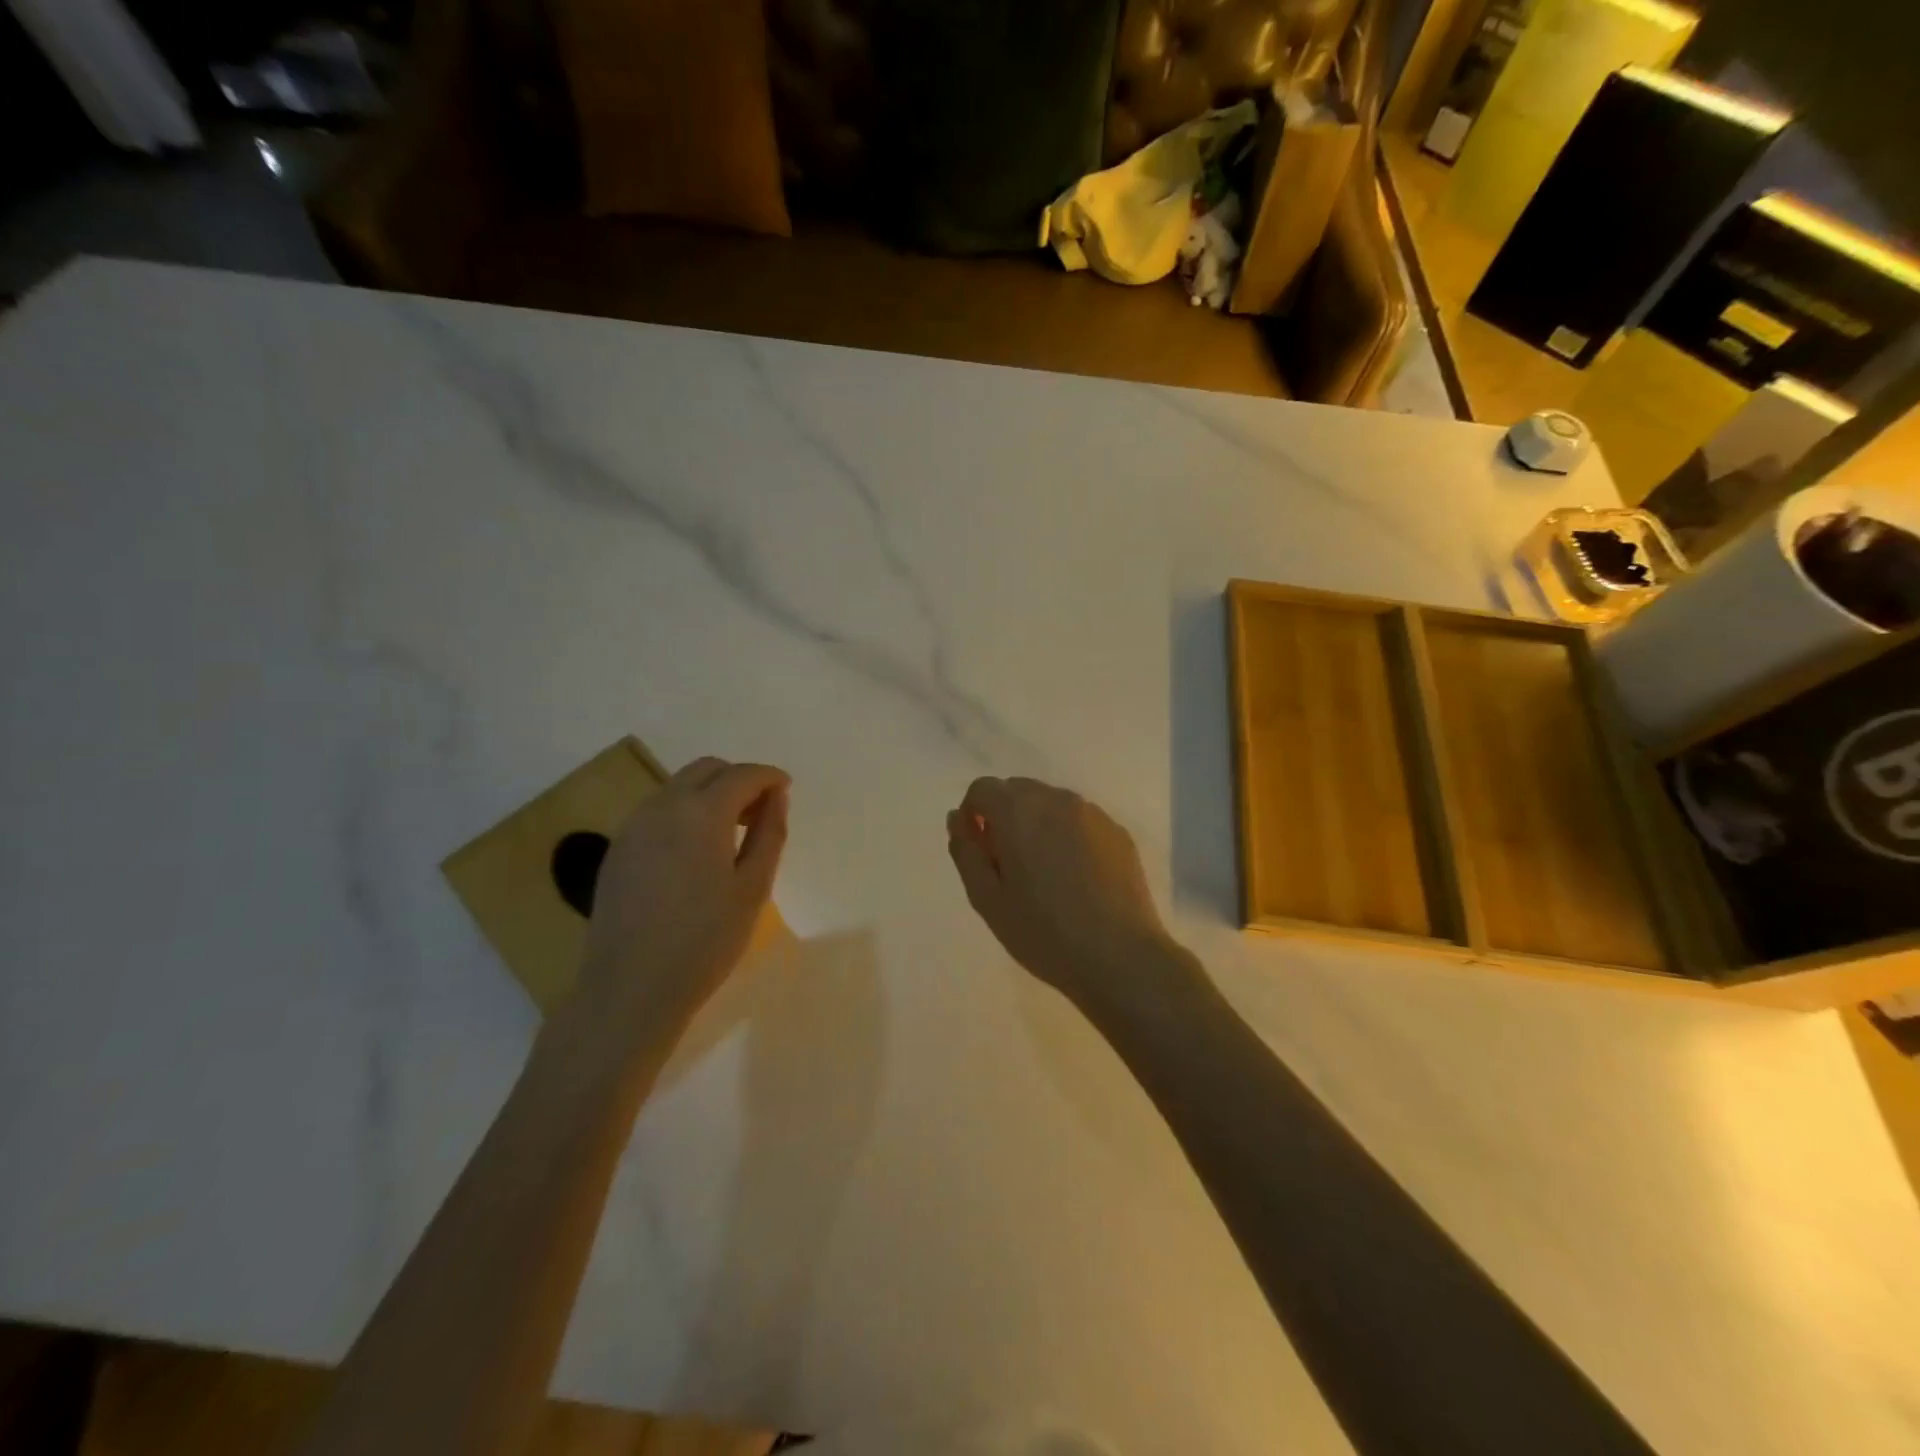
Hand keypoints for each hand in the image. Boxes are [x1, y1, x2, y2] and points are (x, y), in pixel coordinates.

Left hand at [575, 756, 788, 1030]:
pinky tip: (695, 852)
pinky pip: (658, 811)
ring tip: (731, 833)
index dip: (769, 777)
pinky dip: (684, 813)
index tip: (786, 789)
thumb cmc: (704, 942)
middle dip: (738, 779)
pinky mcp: (618, 849)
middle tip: (761, 812)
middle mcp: (662, 806)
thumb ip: (769, 833)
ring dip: (710, 794)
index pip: (742, 775)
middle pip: (706, 770)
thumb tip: (776, 797)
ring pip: (678, 787)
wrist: (629, 989)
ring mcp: (633, 826)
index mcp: (701, 812)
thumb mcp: (752, 888)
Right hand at [946, 776, 1189, 1014]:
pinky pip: (1080, 821)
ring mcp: (1092, 814)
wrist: (1120, 956)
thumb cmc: (1043, 931)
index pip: (982, 789)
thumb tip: (958, 819)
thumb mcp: (986, 899)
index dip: (973, 815)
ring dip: (1038, 825)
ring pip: (1051, 804)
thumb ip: (965, 851)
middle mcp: (1055, 799)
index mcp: (1018, 811)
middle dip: (1005, 817)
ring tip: (1046, 875)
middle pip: (1018, 791)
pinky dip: (1068, 836)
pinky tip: (1077, 878)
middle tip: (1009, 866)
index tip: (980, 851)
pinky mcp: (1118, 832)